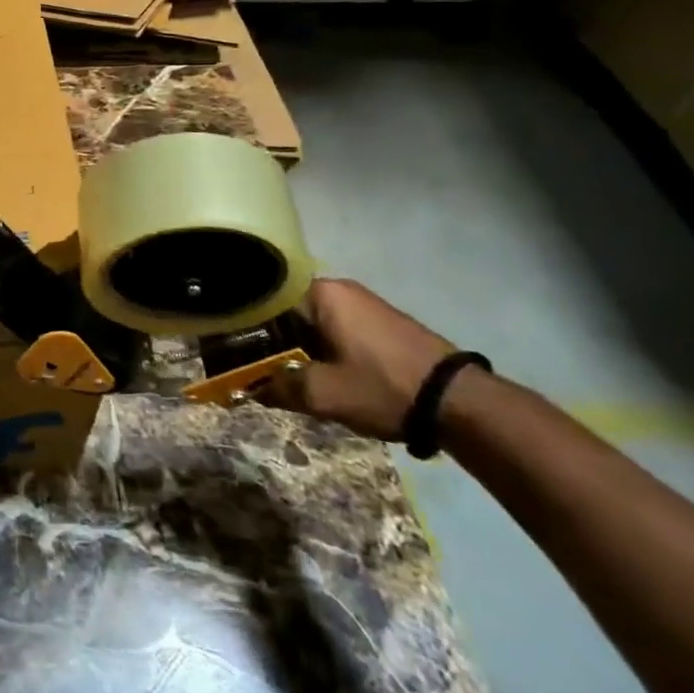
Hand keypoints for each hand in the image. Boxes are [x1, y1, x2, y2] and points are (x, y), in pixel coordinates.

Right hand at [261, 278, 456, 440]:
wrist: (461, 404)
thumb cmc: (383, 387)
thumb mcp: (324, 394)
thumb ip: (280, 388)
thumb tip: (248, 390)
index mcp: (320, 293)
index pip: (266, 300)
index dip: (246, 326)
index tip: (232, 350)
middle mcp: (340, 289)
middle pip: (289, 310)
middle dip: (272, 340)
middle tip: (256, 368)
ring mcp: (364, 304)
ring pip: (313, 322)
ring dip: (298, 347)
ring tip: (284, 376)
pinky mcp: (382, 323)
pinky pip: (335, 329)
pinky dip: (322, 348)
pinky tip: (320, 374)